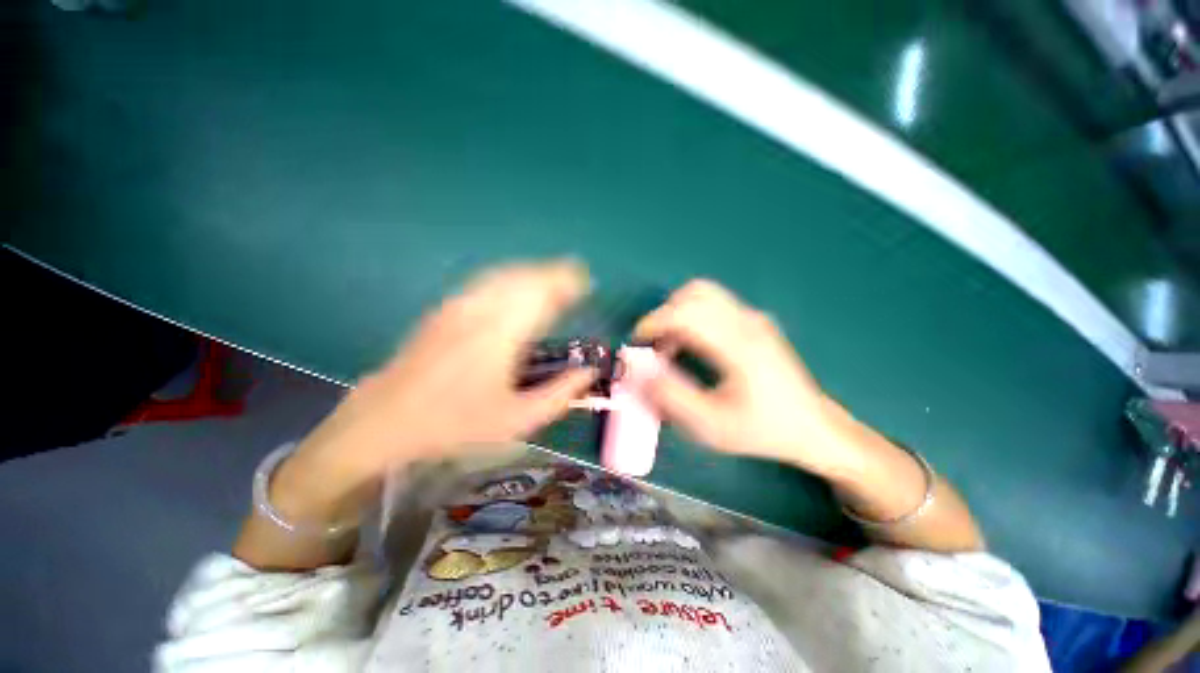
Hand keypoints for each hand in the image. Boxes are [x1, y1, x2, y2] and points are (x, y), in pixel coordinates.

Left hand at [276, 260, 596, 516]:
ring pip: (506, 274)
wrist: (386, 419)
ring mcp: (460, 305)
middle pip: (526, 276)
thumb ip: (559, 395)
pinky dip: (512, 277)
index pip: (542, 293)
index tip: (585, 284)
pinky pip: (487, 281)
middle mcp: (482, 310)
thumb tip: (589, 373)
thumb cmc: (455, 423)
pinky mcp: (446, 307)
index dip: (567, 283)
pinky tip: (518, 288)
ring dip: (534, 273)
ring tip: (553, 282)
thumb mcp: (517, 420)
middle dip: (555, 274)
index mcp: (502, 335)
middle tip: (575, 283)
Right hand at [634, 280, 852, 476]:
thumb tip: (637, 371)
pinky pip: (715, 304)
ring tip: (671, 346)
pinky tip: (692, 346)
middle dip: (665, 314)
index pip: (686, 313)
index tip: (637, 342)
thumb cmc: (763, 429)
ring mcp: (754, 318)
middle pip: (694, 293)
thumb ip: (670, 397)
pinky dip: (692, 316)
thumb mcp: (712, 425)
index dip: (654, 322)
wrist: (812, 427)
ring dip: (678, 312)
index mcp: (738, 346)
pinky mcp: (755, 321)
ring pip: (704, 293)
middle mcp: (747, 321)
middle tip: (655, 345)